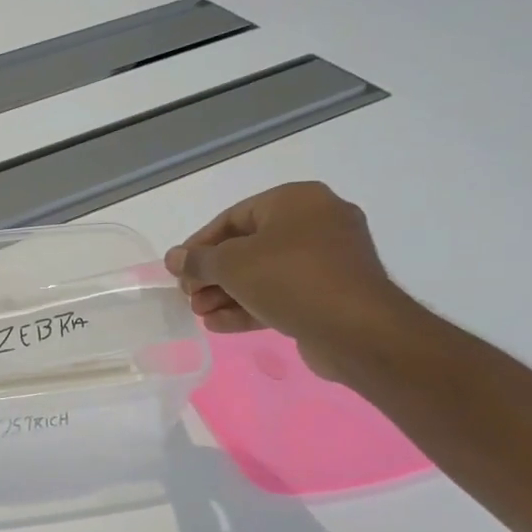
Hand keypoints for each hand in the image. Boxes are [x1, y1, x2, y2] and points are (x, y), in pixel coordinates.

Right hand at [165, 182, 413, 379]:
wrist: (358, 330)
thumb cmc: (290, 278)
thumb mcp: (230, 264)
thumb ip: (197, 260)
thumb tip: (174, 258)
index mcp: (297, 201)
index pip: (233, 217)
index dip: (199, 244)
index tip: (178, 268)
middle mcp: (316, 223)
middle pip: (247, 247)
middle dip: (212, 275)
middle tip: (188, 296)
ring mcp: (328, 260)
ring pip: (263, 273)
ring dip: (226, 294)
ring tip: (199, 314)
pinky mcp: (331, 293)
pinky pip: (282, 293)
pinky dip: (250, 306)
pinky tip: (218, 324)